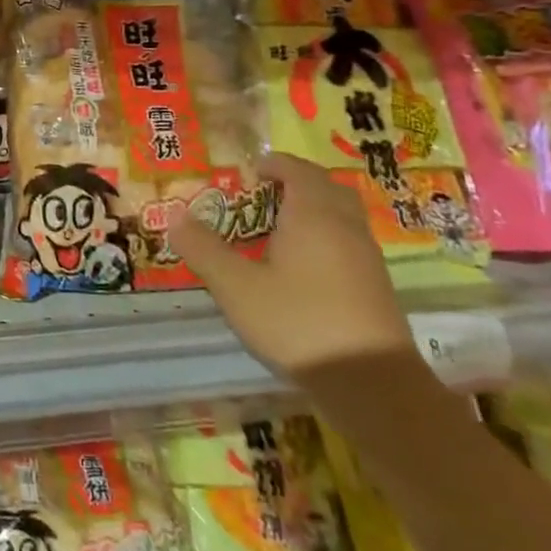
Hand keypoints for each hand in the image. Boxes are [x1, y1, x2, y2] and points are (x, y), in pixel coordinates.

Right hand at [168, 152, 414, 380]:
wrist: (372, 385)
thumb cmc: (298, 322)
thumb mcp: (236, 287)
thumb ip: (204, 248)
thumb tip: (175, 217)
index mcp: (312, 214)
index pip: (296, 169)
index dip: (272, 165)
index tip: (247, 174)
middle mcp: (344, 225)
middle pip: (324, 186)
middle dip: (294, 183)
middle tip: (261, 197)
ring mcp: (366, 256)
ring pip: (340, 214)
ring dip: (311, 210)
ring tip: (275, 231)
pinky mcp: (376, 285)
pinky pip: (348, 241)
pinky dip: (324, 237)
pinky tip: (300, 268)